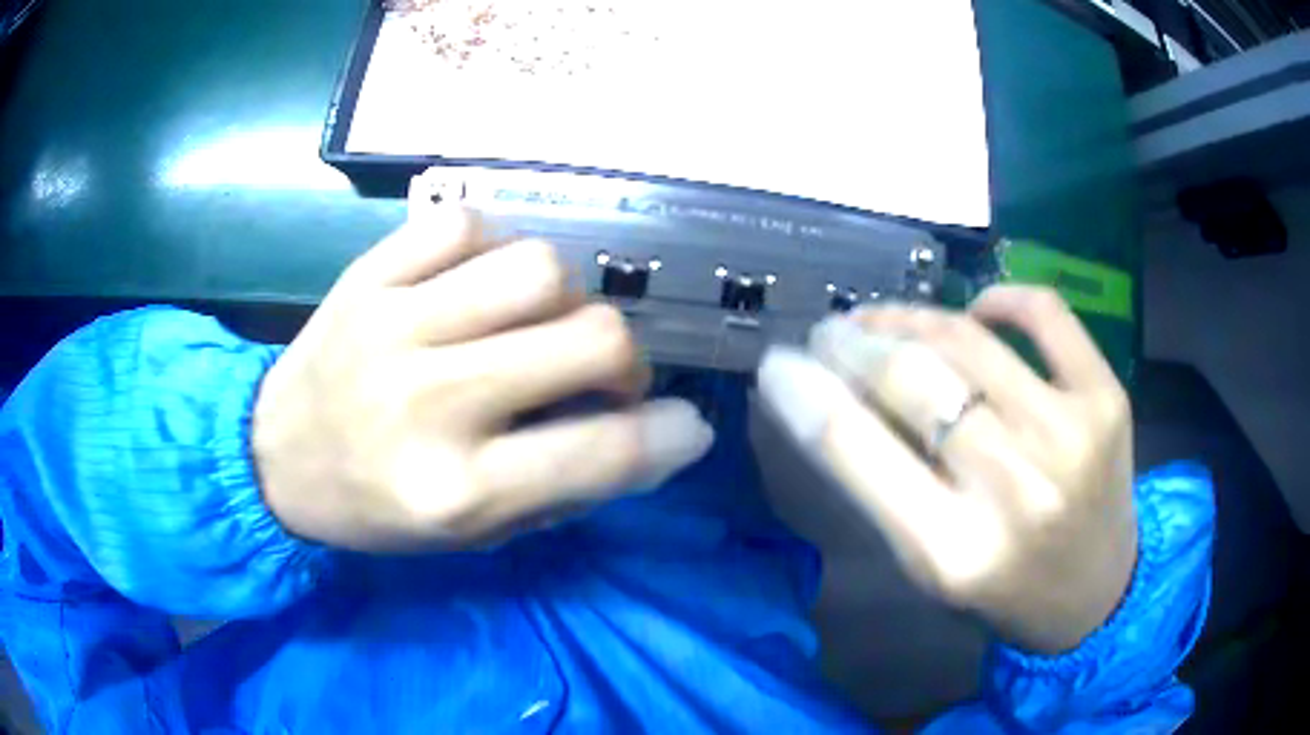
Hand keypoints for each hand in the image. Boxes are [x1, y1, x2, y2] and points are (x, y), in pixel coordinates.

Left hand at [252, 171, 713, 551]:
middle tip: (599, 373)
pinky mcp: (366, 277)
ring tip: (535, 321)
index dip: (669, 435)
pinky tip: (475, 282)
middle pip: (591, 337)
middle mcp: (432, 403)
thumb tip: (656, 437)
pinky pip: (462, 225)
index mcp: (457, 491)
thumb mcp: (471, 535)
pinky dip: (489, 247)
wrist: (272, 458)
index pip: (603, 451)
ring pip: (538, 267)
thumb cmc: (376, 509)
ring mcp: (394, 326)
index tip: (685, 425)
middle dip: (623, 357)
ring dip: (563, 297)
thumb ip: (564, 488)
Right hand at [758, 286, 1135, 653]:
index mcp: (952, 553)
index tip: (778, 362)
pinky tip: (978, 311)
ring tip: (884, 318)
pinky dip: (1001, 298)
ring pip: (968, 337)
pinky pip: (1044, 312)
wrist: (1097, 595)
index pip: (854, 448)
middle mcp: (1013, 489)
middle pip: (911, 378)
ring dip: (909, 316)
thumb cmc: (1002, 590)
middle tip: (831, 334)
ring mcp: (1069, 434)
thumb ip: (882, 486)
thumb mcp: (927, 565)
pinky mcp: (1106, 399)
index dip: (804, 391)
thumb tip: (832, 395)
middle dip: (853, 343)